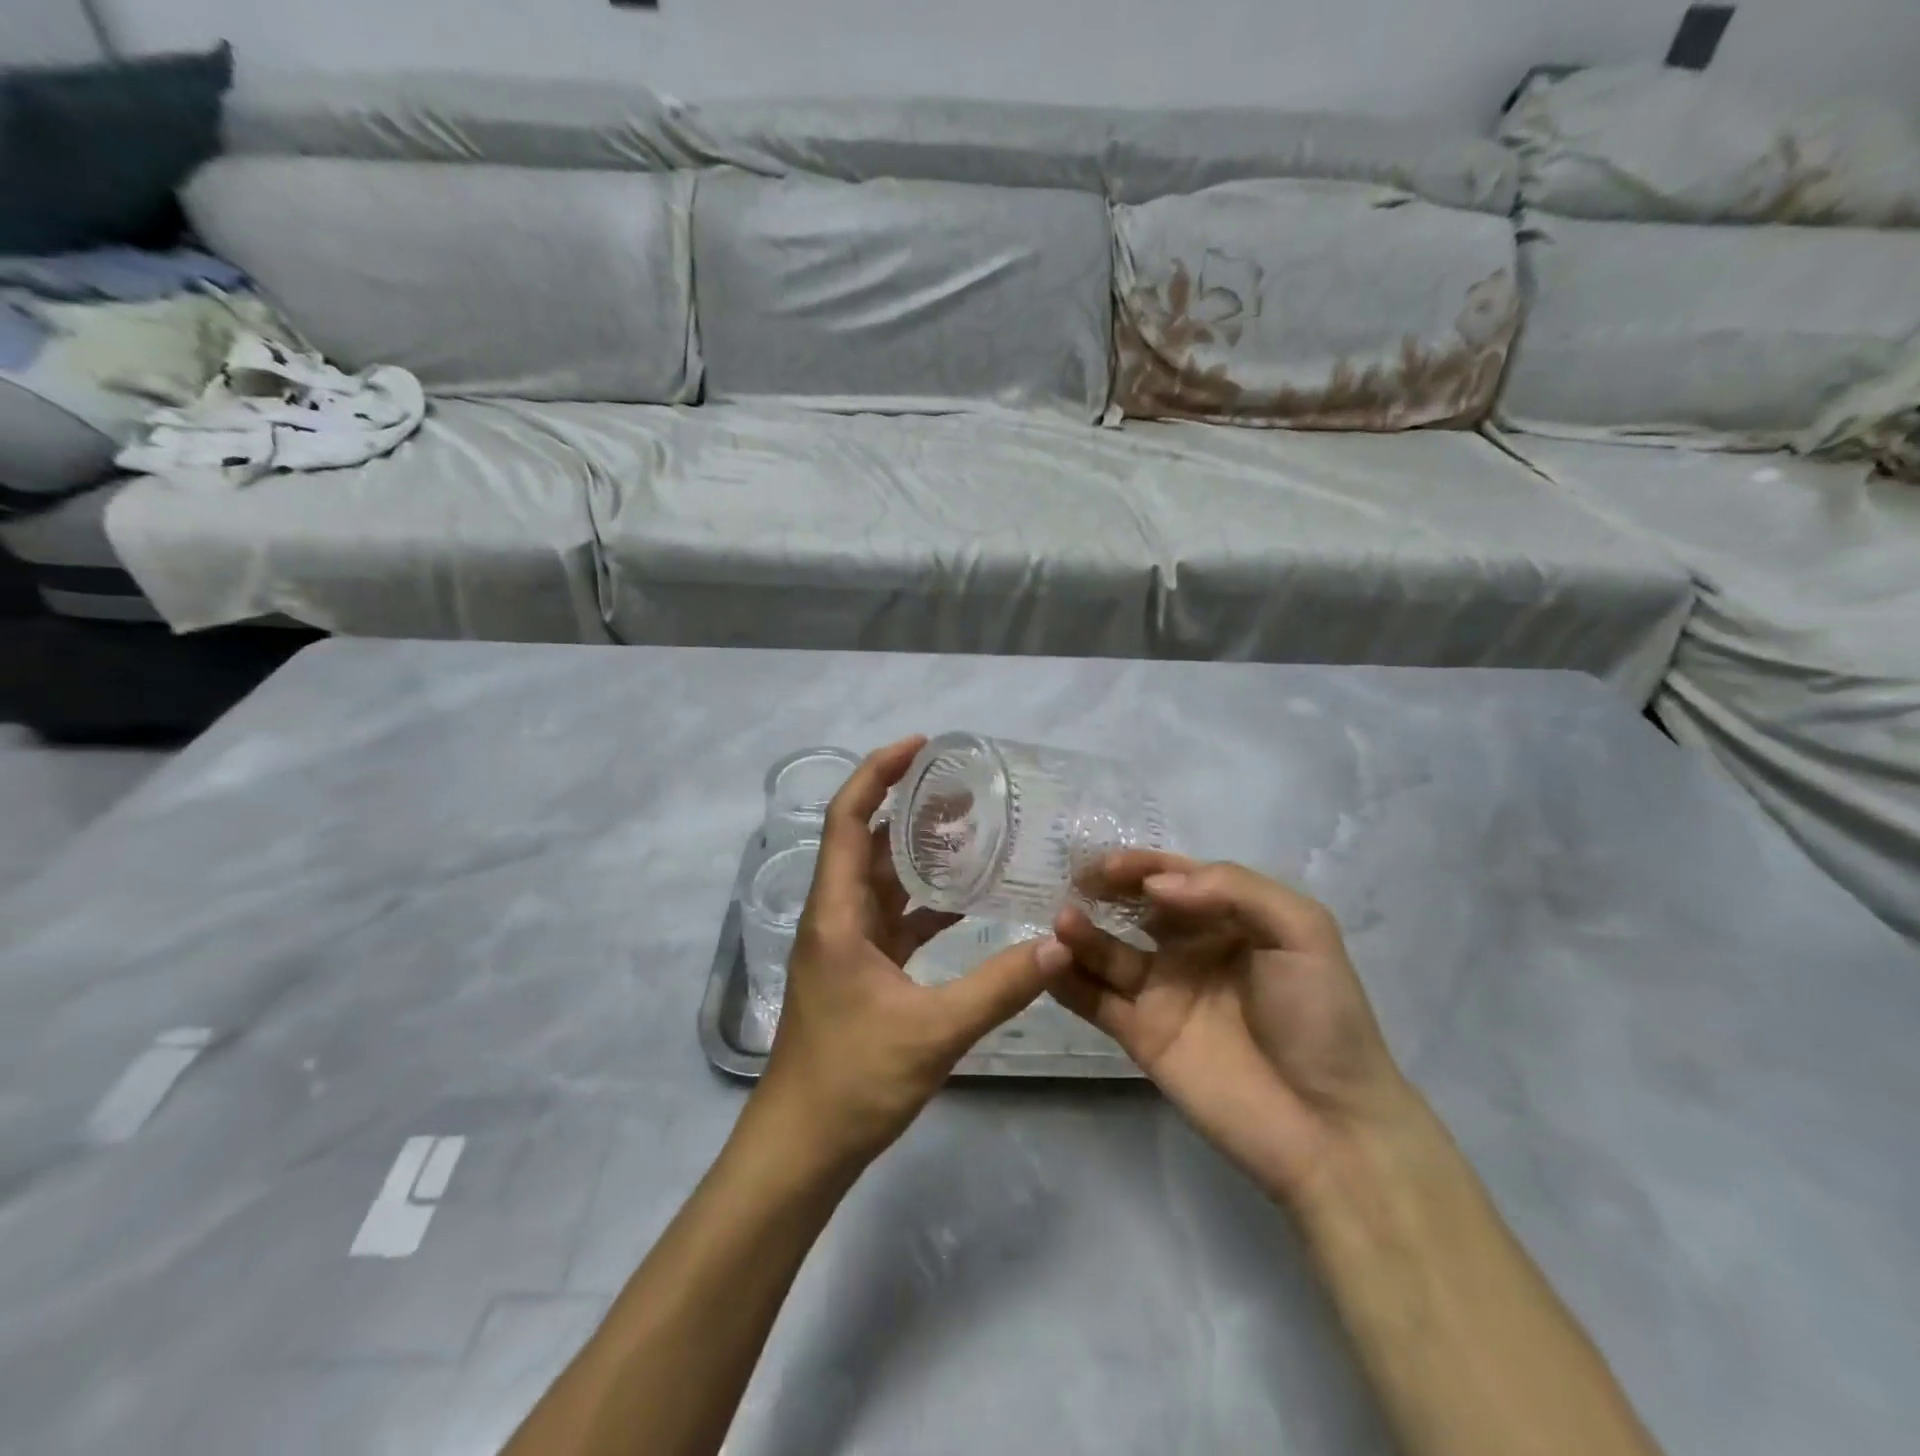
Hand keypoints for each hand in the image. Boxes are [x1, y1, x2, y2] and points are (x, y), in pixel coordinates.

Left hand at [752, 736, 1072, 1173]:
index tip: (921, 745)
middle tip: (963, 788)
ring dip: (916, 851)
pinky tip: (964, 899)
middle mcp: (835, 917)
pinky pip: (893, 917)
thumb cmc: (853, 1080)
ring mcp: (845, 944)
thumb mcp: (934, 1031)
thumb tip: (1059, 944)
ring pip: (880, 878)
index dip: (878, 774)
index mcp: (836, 913)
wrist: (803, 1147)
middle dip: (908, 806)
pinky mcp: (859, 969)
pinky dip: (924, 900)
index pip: (847, 819)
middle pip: (866, 841)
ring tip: (968, 828)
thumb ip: (1000, 986)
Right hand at [1050, 852, 1416, 1208]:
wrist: (1329, 1126)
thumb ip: (1233, 889)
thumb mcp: (1301, 931)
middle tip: (1074, 883)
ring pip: (1107, 952)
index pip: (1175, 878)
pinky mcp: (1140, 1035)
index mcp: (1230, 920)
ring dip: (1080, 933)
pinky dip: (1066, 981)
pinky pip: (1094, 1000)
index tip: (1108, 865)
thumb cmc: (1321, 1017)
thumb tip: (1155, 887)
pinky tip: (1047, 963)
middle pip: (1134, 909)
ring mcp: (1162, 993)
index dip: (1141, 866)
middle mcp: (1190, 950)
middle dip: (1103, 890)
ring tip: (1062, 922)